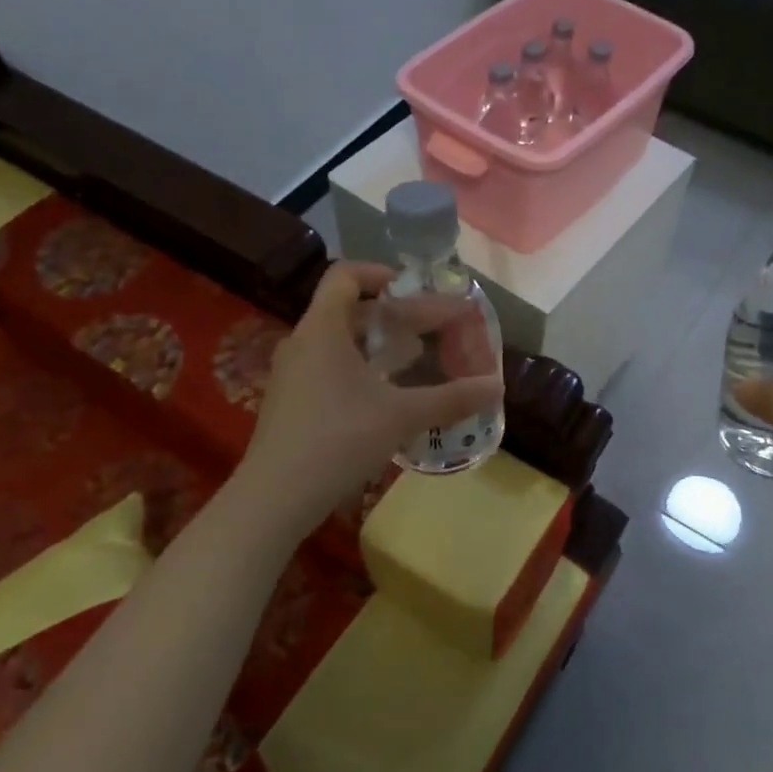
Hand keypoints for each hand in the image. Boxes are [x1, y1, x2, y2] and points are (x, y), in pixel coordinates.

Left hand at [238, 262, 503, 529]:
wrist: (275, 498)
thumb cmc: (339, 440)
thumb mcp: (402, 416)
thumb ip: (451, 399)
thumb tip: (497, 386)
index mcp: (323, 328)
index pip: (346, 275)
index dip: (382, 273)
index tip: (415, 289)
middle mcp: (303, 342)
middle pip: (350, 310)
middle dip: (396, 316)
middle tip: (434, 330)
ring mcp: (292, 373)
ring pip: (340, 342)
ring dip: (379, 344)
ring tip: (416, 359)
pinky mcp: (291, 402)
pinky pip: (329, 368)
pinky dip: (361, 369)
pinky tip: (387, 396)